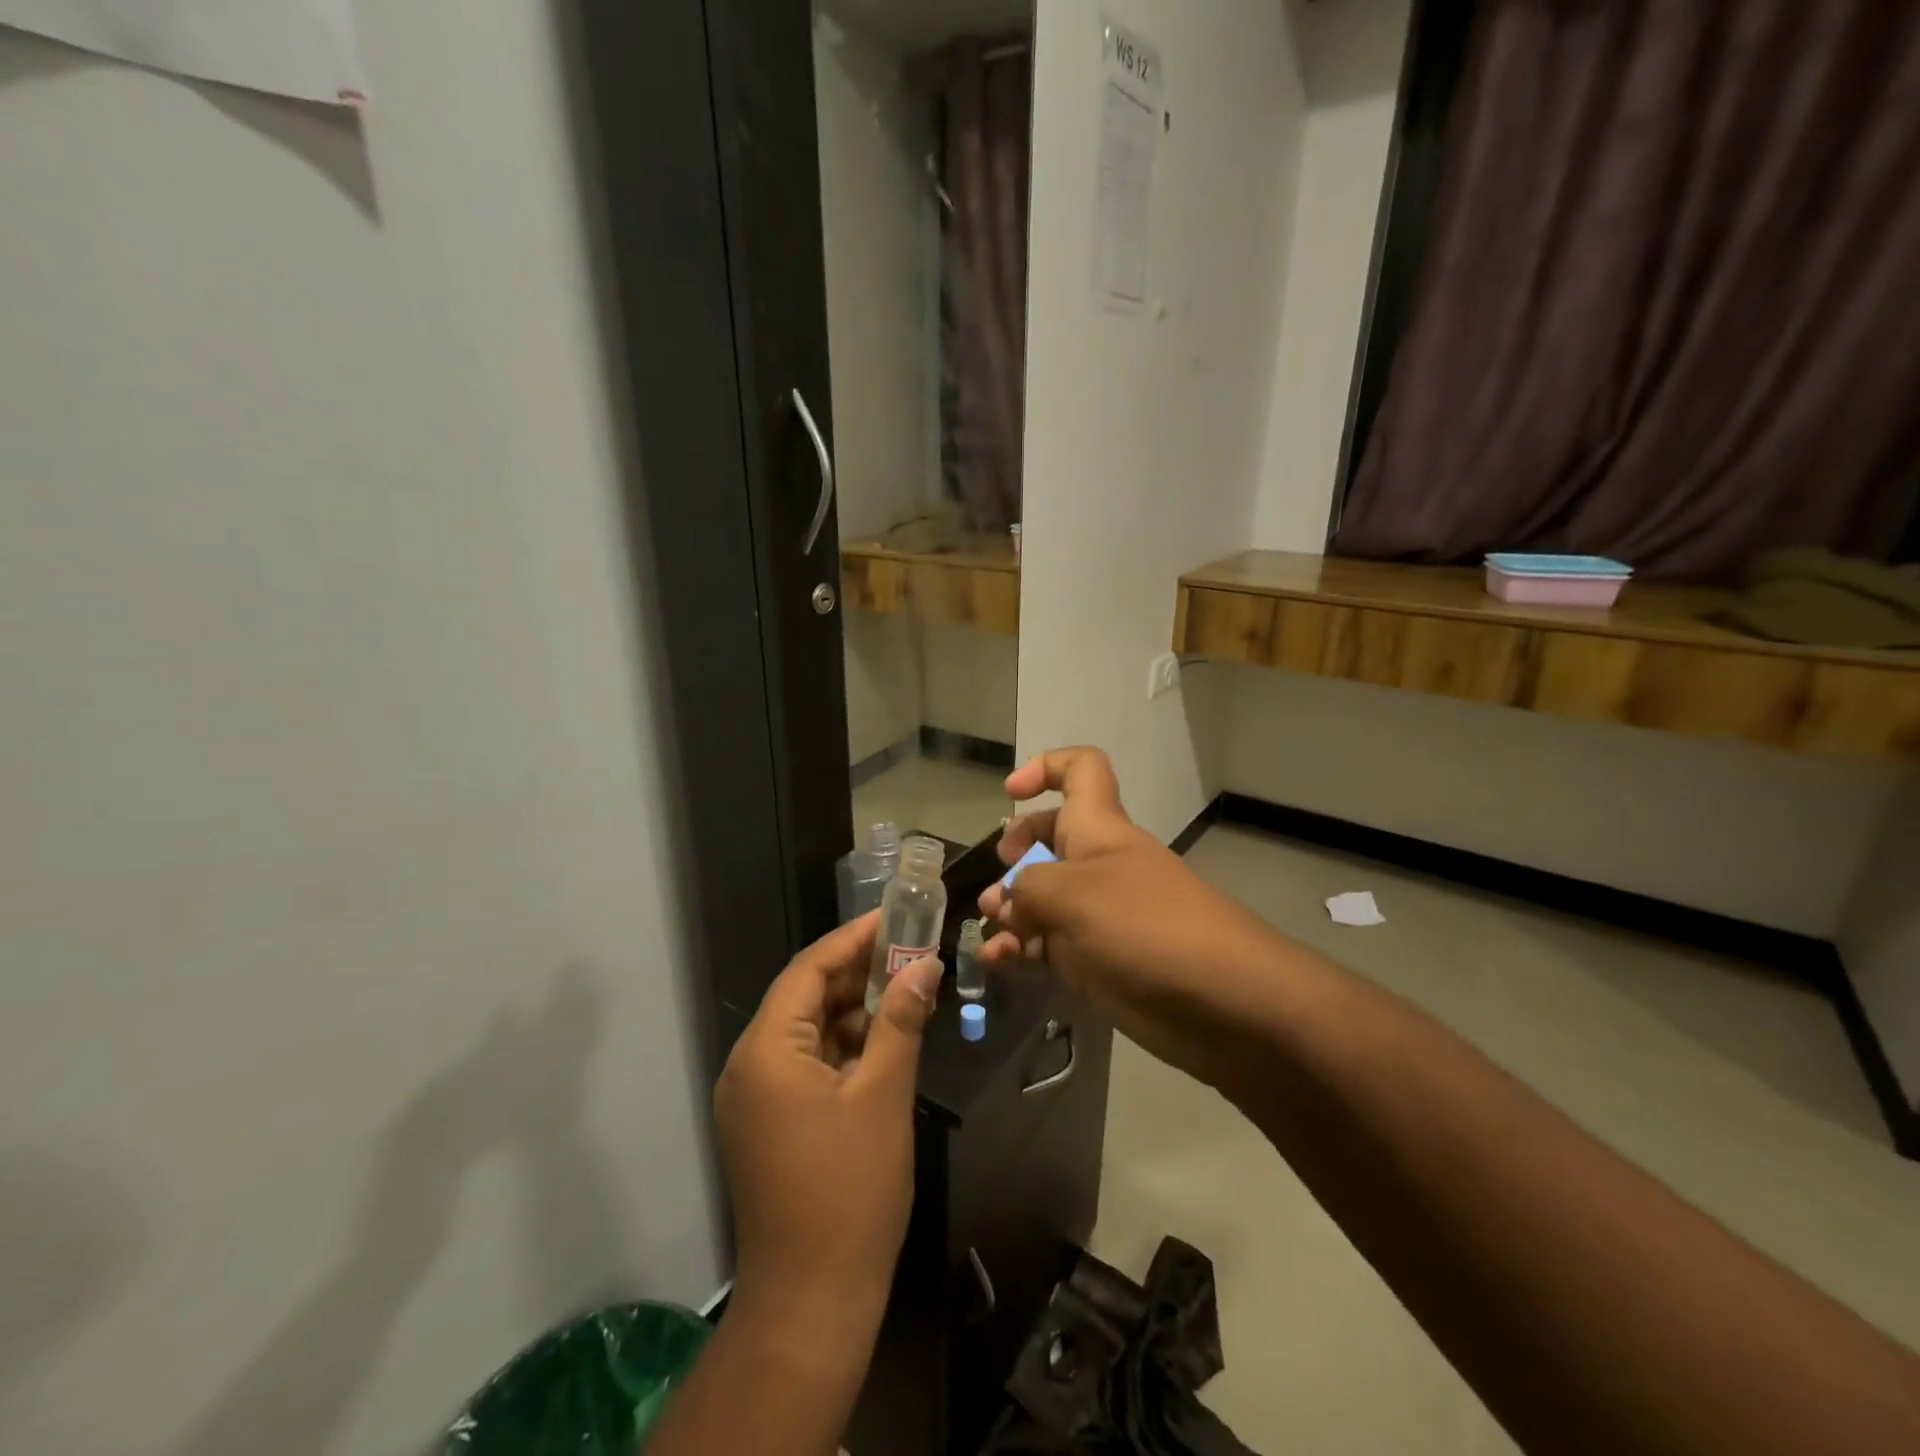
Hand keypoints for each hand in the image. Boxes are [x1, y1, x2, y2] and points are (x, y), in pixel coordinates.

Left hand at [715, 912, 940, 1333]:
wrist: (812, 1302)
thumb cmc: (850, 1190)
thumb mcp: (884, 1095)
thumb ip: (901, 1020)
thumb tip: (925, 965)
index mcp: (766, 1050)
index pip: (808, 970)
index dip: (853, 939)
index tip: (895, 918)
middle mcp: (749, 1065)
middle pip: (805, 996)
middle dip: (857, 973)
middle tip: (910, 951)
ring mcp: (755, 1097)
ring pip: (807, 1031)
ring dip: (854, 1010)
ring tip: (906, 990)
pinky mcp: (768, 1122)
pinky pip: (806, 1063)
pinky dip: (843, 1047)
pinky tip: (884, 1040)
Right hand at [977, 748, 1281, 1079]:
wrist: (1224, 1003)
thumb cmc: (1146, 928)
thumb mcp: (1074, 894)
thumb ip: (1028, 887)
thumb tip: (1010, 900)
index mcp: (1097, 829)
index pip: (1080, 771)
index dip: (1045, 767)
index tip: (1010, 792)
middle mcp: (1096, 865)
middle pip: (1048, 840)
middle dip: (1014, 858)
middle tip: (999, 890)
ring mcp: (1097, 914)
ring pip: (1042, 900)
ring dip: (1009, 912)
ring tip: (993, 935)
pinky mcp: (1097, 960)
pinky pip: (1048, 945)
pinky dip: (1021, 951)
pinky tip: (999, 964)